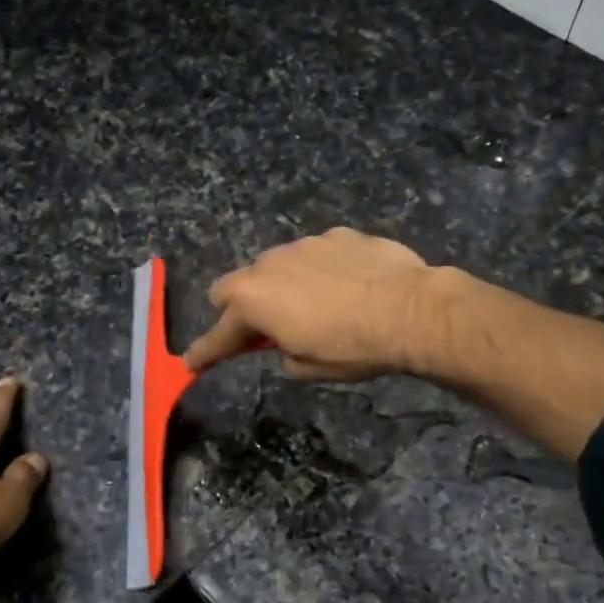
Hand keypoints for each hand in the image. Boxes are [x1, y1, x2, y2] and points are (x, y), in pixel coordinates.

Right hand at [182, 228, 438, 379]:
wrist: (412, 310)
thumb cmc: (353, 348)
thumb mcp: (307, 368)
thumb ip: (282, 352)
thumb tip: (284, 343)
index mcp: (253, 301)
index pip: (219, 334)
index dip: (206, 352)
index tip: (192, 363)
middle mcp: (269, 265)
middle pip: (233, 286)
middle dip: (239, 308)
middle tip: (261, 330)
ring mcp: (303, 244)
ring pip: (275, 265)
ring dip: (280, 286)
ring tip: (314, 305)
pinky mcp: (337, 234)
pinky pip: (314, 254)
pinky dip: (318, 271)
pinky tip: (346, 285)